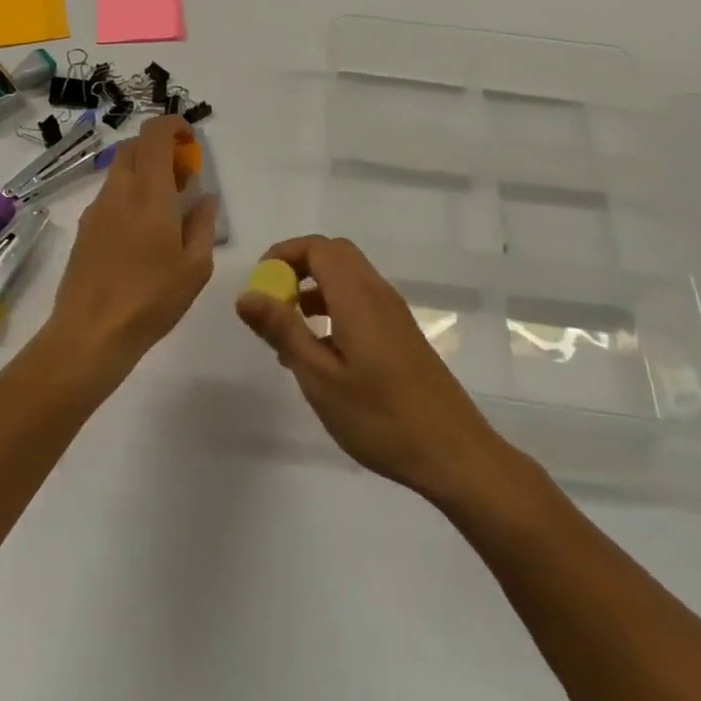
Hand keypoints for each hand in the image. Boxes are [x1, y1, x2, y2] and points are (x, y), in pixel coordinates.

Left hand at [50, 116, 216, 383]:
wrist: (89, 334)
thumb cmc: (151, 299)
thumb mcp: (195, 266)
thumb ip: (203, 224)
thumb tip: (205, 198)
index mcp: (149, 192)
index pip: (154, 133)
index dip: (173, 126)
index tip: (191, 142)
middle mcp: (119, 191)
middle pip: (134, 145)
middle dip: (159, 148)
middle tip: (182, 176)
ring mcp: (96, 209)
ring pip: (120, 170)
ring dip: (144, 172)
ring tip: (166, 208)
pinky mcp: (84, 229)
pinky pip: (110, 195)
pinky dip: (129, 195)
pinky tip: (142, 232)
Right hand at [236, 235, 509, 502]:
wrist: (453, 452)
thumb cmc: (381, 417)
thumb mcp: (320, 378)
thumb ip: (283, 331)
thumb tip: (246, 294)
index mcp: (357, 296)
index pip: (317, 247)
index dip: (284, 254)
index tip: (259, 283)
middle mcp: (377, 293)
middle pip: (334, 254)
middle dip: (298, 266)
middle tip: (272, 300)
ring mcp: (394, 312)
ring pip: (348, 277)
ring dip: (315, 287)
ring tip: (289, 330)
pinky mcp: (401, 333)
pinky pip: (361, 299)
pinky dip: (334, 305)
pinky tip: (322, 350)